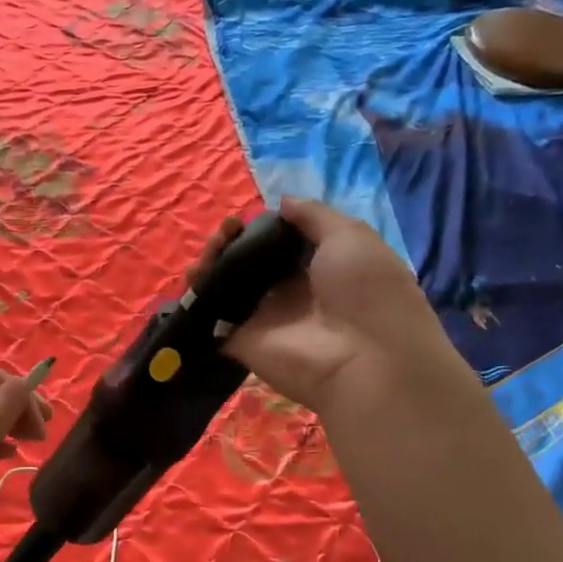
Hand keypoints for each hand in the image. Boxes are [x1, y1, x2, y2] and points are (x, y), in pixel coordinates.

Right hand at [192, 197, 470, 413]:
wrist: (364, 359)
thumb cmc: (367, 291)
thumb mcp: (351, 237)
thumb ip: (314, 216)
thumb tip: (282, 202)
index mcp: (320, 267)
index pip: (281, 242)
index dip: (262, 226)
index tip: (249, 215)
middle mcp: (290, 291)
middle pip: (249, 261)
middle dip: (233, 240)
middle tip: (225, 230)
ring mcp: (263, 317)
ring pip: (227, 283)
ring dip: (213, 260)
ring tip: (211, 248)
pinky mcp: (240, 339)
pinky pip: (212, 314)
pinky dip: (197, 294)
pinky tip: (195, 275)